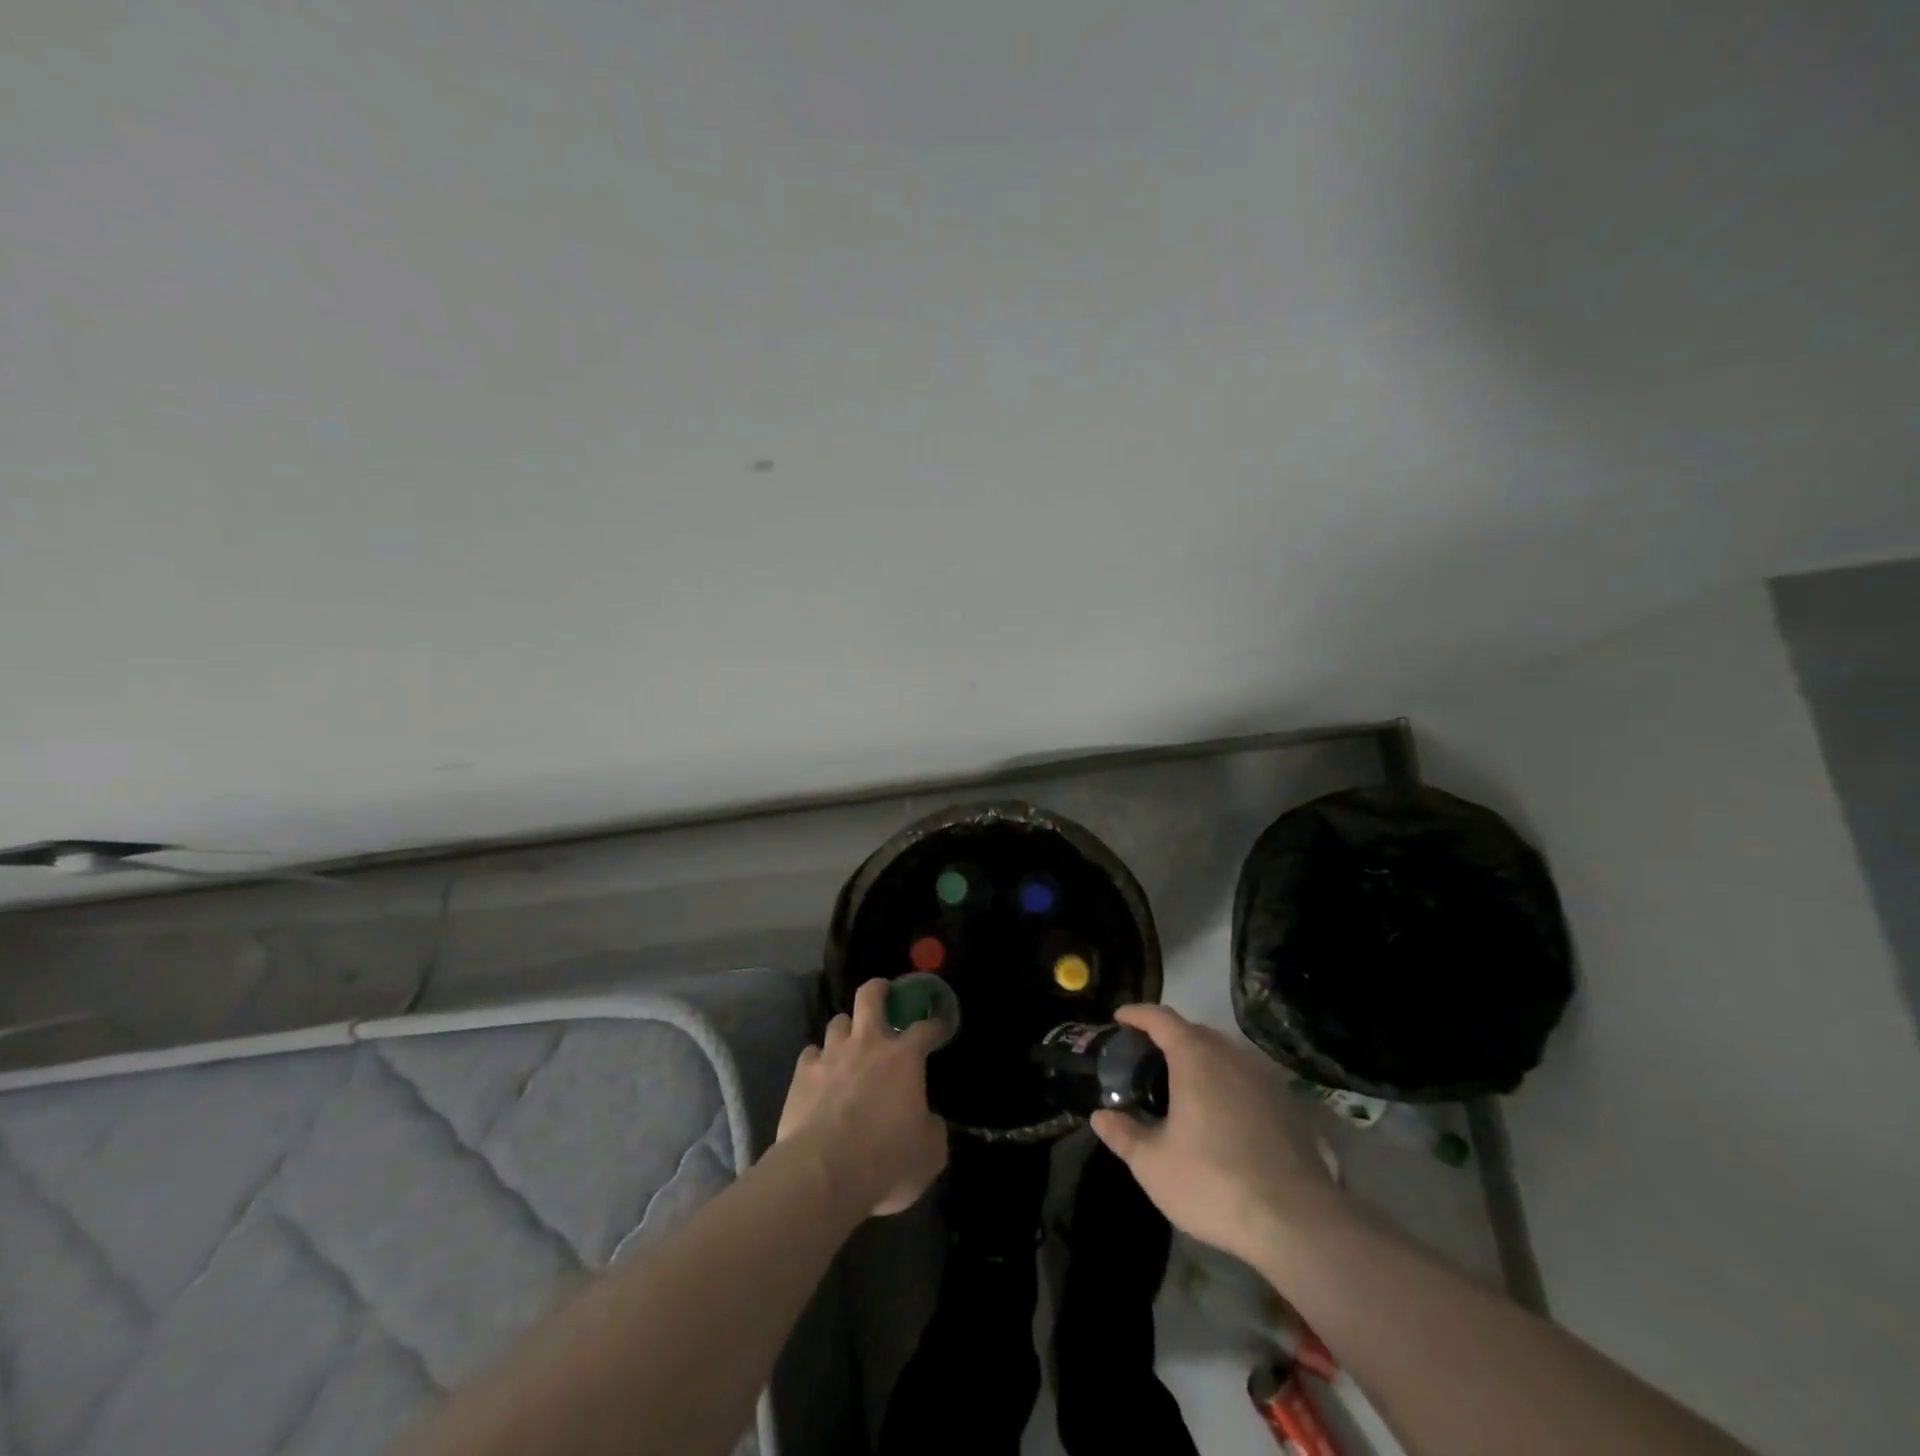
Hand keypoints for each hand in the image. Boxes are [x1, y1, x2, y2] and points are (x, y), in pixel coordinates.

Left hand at [777, 979, 948, 1217]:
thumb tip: (929, 1122)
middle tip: (884, 994)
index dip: (935, 1025)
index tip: (939, 1027)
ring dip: (847, 1029)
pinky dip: (818, 1059)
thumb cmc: (885, 1160)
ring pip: (838, 1022)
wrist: (822, 1173)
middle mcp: (867, 1044)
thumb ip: (932, 1129)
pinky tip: (820, 1073)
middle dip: (879, 989)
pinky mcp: (802, 1073)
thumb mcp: (929, 1153)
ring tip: (850, 1043)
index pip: (925, 1028)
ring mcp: (831, 1055)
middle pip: (870, 996)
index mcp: (904, 1057)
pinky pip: (811, 1053)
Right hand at [1089, 1004, 1343, 1266]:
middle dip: (1167, 1037)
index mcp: (1195, 1056)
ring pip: (1224, 1054)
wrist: (1298, 1222)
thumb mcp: (1153, 1164)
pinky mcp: (1288, 1105)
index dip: (1137, 1014)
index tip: (1119, 1019)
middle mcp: (1231, 1055)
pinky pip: (1246, 1078)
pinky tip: (1220, 1116)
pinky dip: (1226, 1082)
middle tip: (1146, 1060)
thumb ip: (1124, 1134)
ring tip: (1181, 1086)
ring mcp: (1264, 1078)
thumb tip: (1100, 1116)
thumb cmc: (1214, 1182)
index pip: (1160, 1018)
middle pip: (1194, 1031)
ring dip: (1199, 1059)